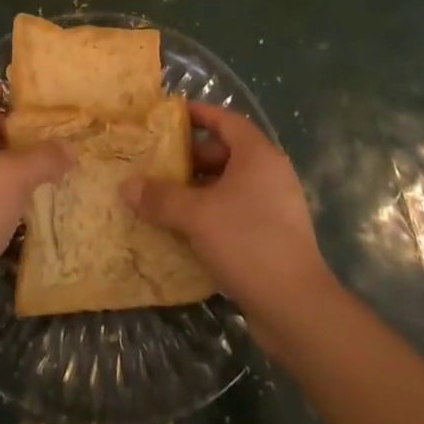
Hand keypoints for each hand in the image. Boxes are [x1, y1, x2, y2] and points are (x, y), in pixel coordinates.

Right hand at [124, 102, 331, 349]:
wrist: (297, 309)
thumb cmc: (247, 242)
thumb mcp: (196, 215)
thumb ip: (160, 197)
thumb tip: (126, 184)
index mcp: (258, 155)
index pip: (226, 120)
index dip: (198, 114)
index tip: (169, 115)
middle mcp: (270, 174)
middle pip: (226, 152)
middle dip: (191, 157)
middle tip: (158, 163)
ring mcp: (275, 207)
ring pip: (229, 185)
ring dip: (198, 189)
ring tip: (164, 196)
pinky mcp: (273, 236)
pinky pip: (236, 211)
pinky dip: (211, 213)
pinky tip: (185, 230)